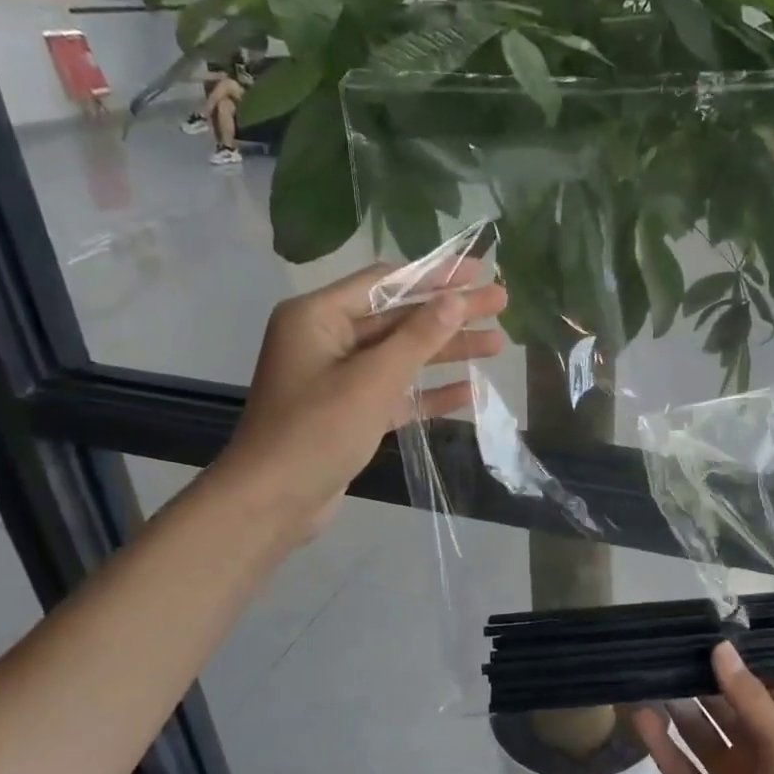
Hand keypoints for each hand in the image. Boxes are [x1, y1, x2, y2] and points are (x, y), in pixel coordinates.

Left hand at [216, 260, 505, 545]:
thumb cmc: (316, 430)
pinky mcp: (351, 412)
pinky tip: (469, 391)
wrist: (273, 502)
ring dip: (447, 351)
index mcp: (318, 316)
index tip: (478, 270)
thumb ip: (417, 337)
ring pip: (402, 356)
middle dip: (450, 314)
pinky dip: (429, 392)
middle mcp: (327, 339)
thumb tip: (456, 299)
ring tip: (496, 345)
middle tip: (500, 303)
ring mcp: (339, 378)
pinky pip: (396, 392)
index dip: (436, 276)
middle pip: (399, 318)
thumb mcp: (372, 379)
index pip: (386, 283)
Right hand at [633, 642, 773, 773]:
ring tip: (642, 670)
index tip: (697, 627)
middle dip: (694, 677)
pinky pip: (678, 764)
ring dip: (673, 704)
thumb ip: (749, 698)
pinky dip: (659, 741)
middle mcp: (755, 744)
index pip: (754, 682)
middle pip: (719, 703)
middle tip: (658, 644)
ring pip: (694, 729)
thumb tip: (719, 647)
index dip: (729, 659)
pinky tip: (638, 714)